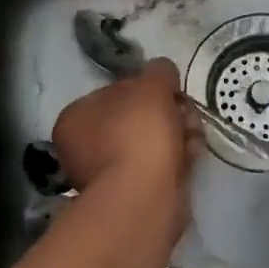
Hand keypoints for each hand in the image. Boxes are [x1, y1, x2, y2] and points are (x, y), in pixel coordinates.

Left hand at [51, 59, 201, 210]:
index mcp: (75, 118)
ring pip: (149, 144)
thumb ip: (159, 71)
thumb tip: (163, 71)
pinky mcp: (131, 196)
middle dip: (167, 113)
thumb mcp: (152, 85)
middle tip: (186, 113)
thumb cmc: (138, 133)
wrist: (144, 196)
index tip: (170, 92)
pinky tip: (191, 156)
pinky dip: (175, 160)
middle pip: (135, 119)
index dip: (148, 89)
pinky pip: (157, 167)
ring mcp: (107, 175)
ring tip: (193, 135)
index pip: (115, 92)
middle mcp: (83, 148)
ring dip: (176, 135)